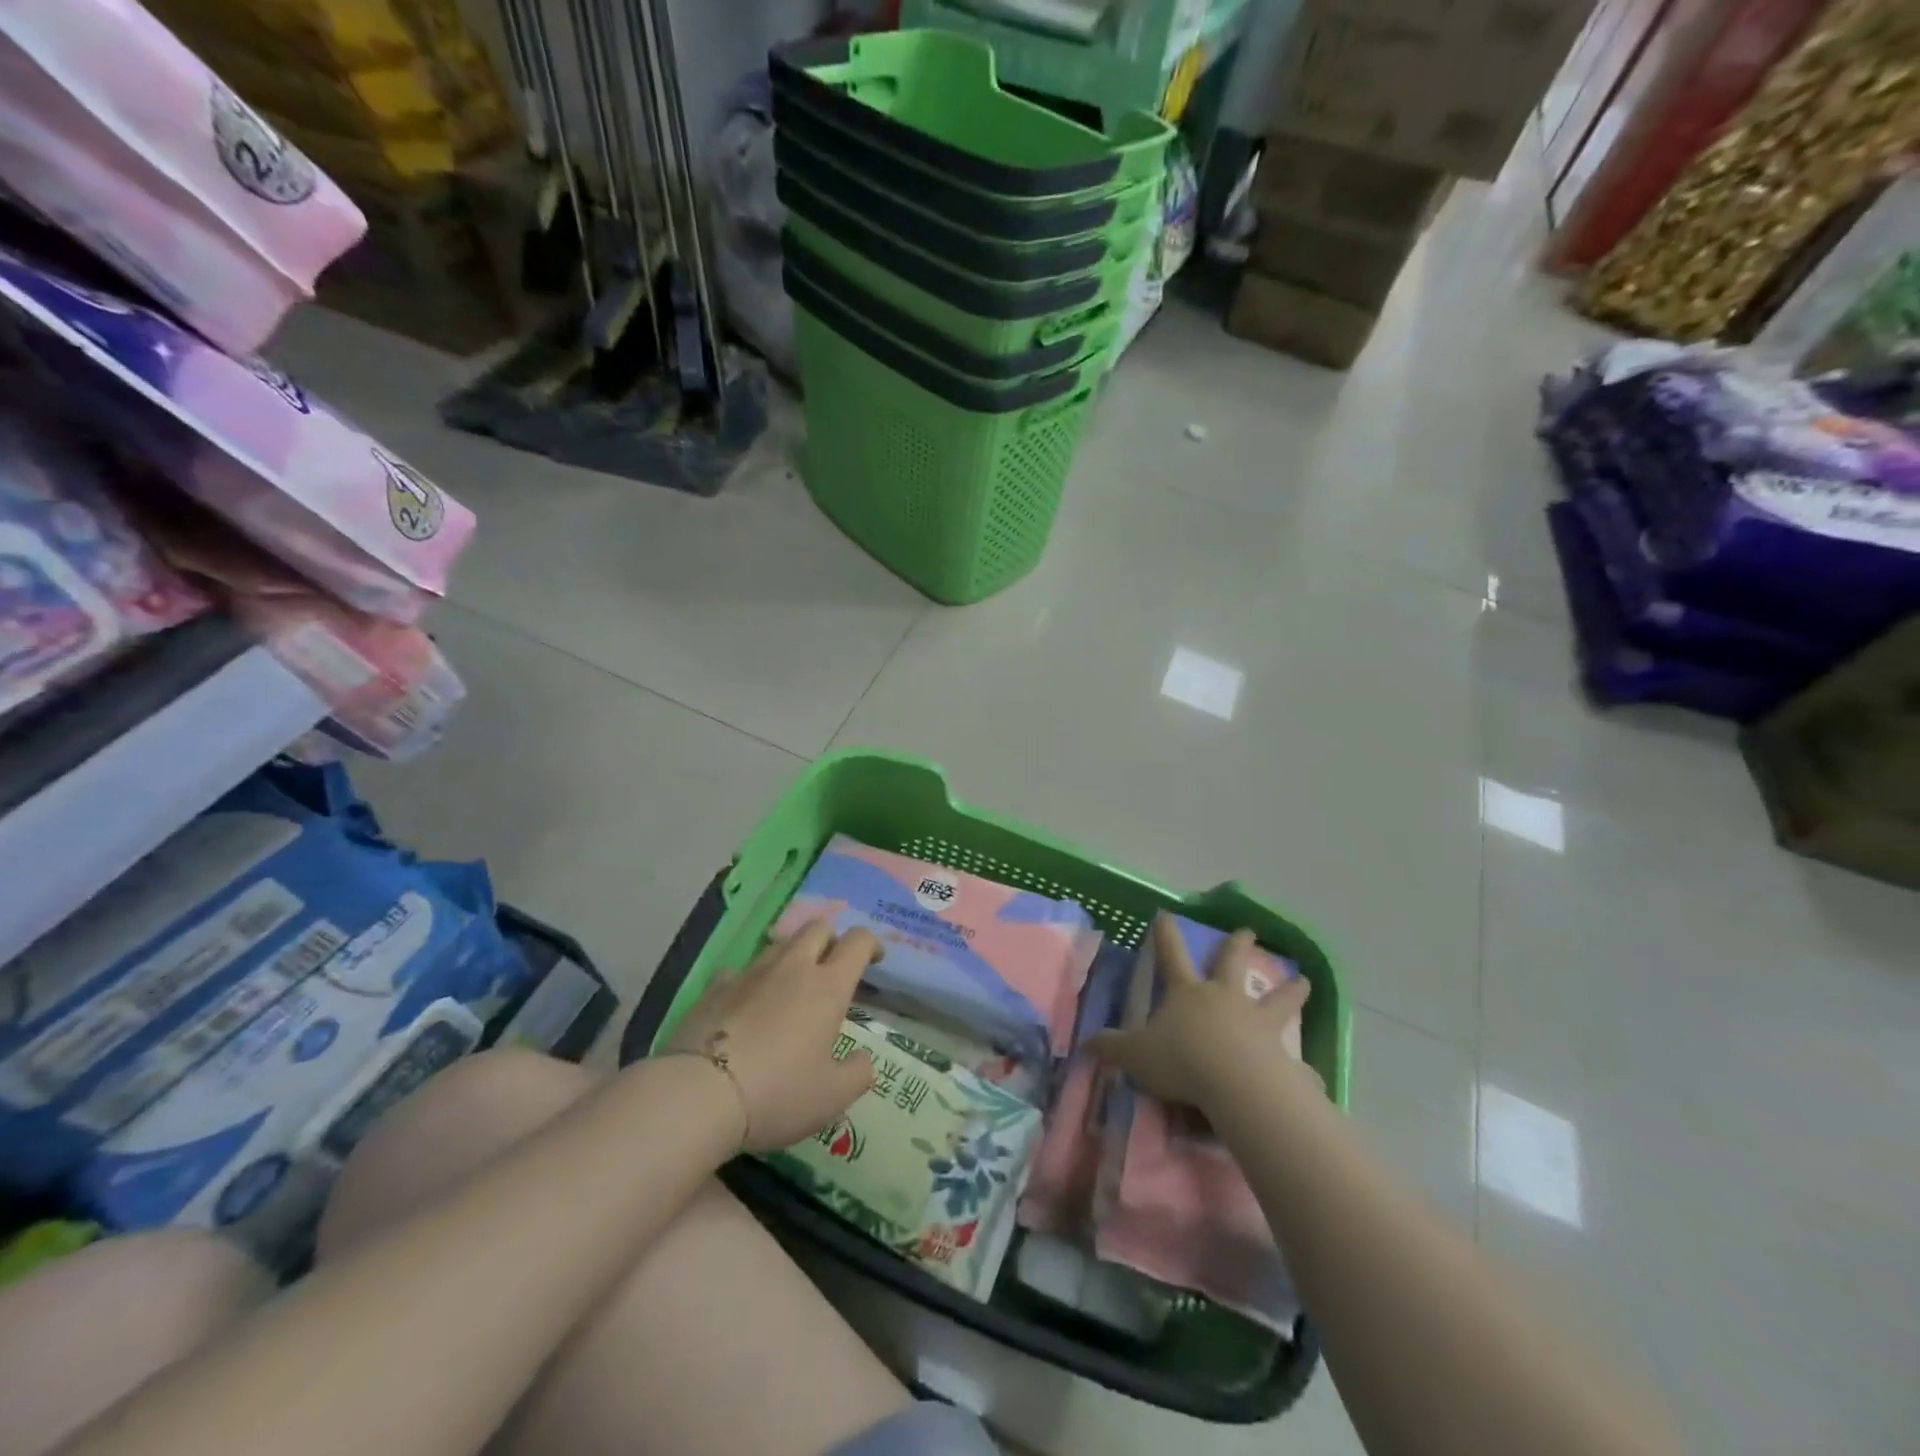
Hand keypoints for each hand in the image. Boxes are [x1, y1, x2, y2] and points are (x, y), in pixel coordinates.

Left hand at [662, 919, 878, 1152]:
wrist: (698, 1095)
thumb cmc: (778, 1093)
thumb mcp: (832, 1097)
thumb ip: (858, 1073)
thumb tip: (863, 1060)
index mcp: (828, 986)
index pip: (858, 941)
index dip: (871, 944)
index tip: (874, 960)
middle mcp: (792, 967)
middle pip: (817, 928)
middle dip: (831, 940)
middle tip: (832, 969)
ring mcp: (750, 973)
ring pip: (779, 944)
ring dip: (792, 956)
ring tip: (790, 988)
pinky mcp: (715, 986)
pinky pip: (741, 970)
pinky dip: (752, 980)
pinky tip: (746, 1005)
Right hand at [1087, 915, 1312, 1112]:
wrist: (1235, 1084)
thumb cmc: (1181, 1060)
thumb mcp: (1135, 1055)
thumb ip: (1111, 1048)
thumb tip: (1086, 1043)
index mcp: (1188, 993)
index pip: (1171, 955)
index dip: (1165, 934)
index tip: (1166, 914)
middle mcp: (1224, 999)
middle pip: (1232, 964)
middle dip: (1238, 945)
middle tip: (1249, 930)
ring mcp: (1257, 1023)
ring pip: (1277, 999)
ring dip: (1291, 989)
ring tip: (1305, 980)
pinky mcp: (1282, 1055)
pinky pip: (1294, 1061)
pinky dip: (1302, 1067)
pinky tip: (1312, 1076)